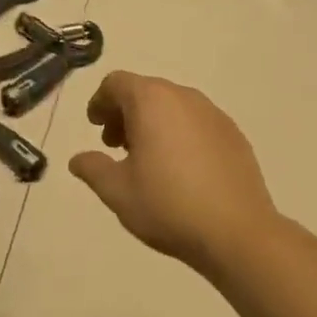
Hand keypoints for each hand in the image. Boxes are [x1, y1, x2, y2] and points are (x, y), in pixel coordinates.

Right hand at [69, 72, 279, 268]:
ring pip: (173, 106)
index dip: (100, 102)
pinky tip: (180, 170)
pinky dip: (179, 133)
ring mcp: (214, 114)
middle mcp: (184, 97)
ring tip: (147, 160)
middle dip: (125, 113)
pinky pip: (196, 122)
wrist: (238, 232)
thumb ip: (92, 168)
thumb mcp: (117, 191)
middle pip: (145, 91)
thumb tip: (78, 159)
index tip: (95, 127)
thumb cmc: (168, 205)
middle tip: (115, 146)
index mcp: (151, 101)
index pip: (116, 83)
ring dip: (152, 123)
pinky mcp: (234, 134)